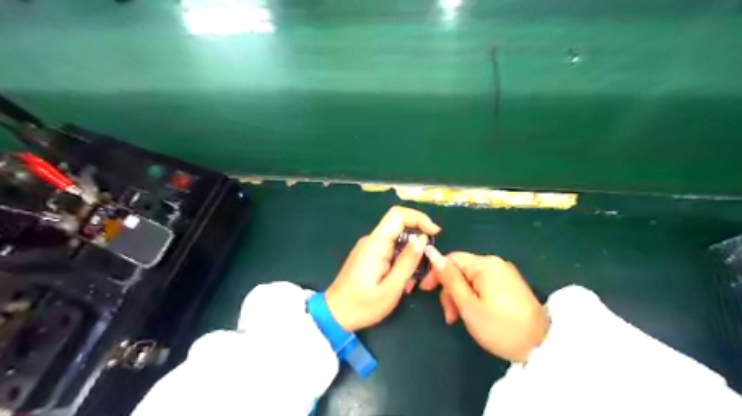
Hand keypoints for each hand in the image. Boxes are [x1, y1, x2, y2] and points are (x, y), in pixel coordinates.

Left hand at [325, 207, 439, 330]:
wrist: (334, 315)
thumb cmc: (362, 305)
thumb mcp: (391, 288)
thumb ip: (408, 262)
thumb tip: (423, 239)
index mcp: (375, 244)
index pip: (398, 215)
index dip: (419, 218)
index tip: (435, 233)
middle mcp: (371, 241)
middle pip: (399, 227)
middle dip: (418, 242)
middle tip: (426, 266)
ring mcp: (368, 248)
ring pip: (397, 241)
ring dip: (410, 256)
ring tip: (411, 282)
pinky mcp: (367, 256)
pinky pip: (389, 251)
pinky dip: (401, 261)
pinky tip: (402, 282)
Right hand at [420, 250, 545, 360]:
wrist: (540, 346)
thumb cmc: (500, 327)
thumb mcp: (468, 305)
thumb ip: (450, 279)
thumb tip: (433, 254)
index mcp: (485, 264)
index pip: (452, 259)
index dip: (436, 273)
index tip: (425, 291)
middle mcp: (495, 263)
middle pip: (462, 270)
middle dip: (450, 290)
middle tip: (449, 316)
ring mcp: (505, 273)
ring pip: (471, 278)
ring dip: (461, 296)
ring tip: (459, 319)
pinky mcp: (510, 284)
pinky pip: (484, 284)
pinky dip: (474, 296)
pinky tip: (474, 313)